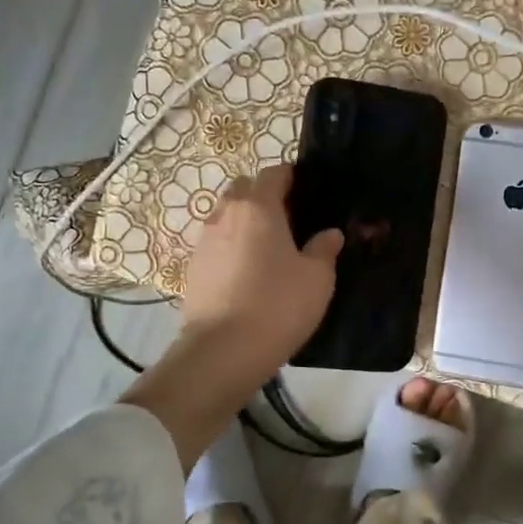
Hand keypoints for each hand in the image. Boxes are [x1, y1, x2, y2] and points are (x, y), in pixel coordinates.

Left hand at [182, 164, 342, 375]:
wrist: (223, 350)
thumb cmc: (278, 304)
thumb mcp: (317, 278)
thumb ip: (324, 249)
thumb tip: (330, 233)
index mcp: (259, 207)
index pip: (273, 173)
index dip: (291, 176)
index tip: (306, 190)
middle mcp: (226, 214)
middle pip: (243, 189)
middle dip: (263, 196)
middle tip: (288, 220)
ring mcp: (204, 241)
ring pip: (226, 216)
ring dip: (244, 222)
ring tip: (267, 249)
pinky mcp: (192, 268)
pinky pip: (216, 244)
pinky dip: (231, 248)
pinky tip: (247, 274)